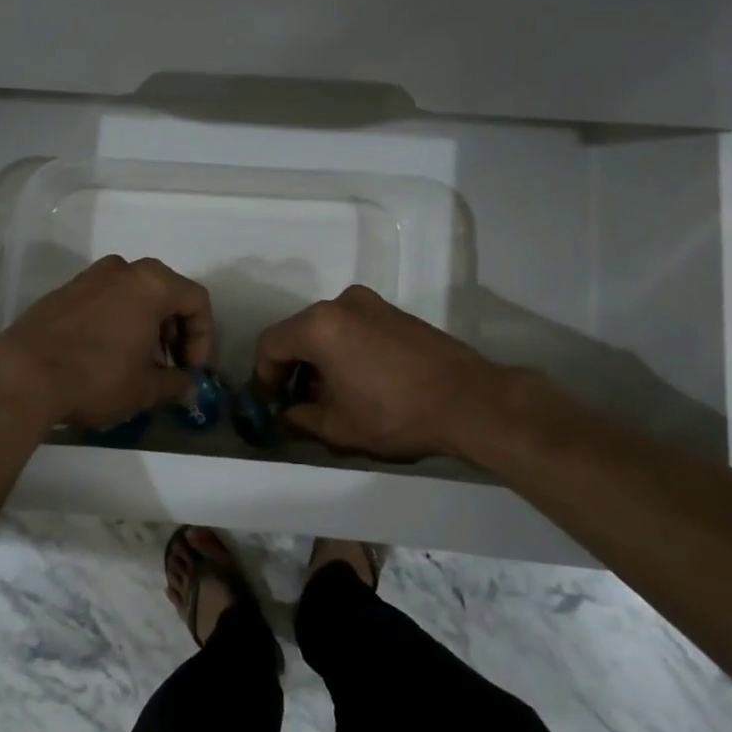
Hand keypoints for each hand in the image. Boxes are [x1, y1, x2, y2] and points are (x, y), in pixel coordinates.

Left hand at [0, 255, 214, 429]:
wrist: (22, 375)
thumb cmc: (97, 376)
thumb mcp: (145, 388)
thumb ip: (176, 384)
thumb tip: (189, 388)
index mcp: (152, 283)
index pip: (197, 301)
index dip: (204, 338)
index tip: (193, 370)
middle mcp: (123, 270)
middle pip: (166, 294)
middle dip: (176, 332)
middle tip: (171, 367)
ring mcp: (89, 277)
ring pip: (133, 297)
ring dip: (147, 327)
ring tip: (140, 365)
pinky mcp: (63, 292)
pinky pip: (105, 302)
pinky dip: (117, 323)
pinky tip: (108, 357)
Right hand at [252, 285, 498, 460]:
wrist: (468, 400)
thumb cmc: (394, 413)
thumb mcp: (338, 427)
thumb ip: (301, 419)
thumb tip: (287, 415)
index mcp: (319, 325)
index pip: (271, 344)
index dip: (263, 375)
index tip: (268, 403)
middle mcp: (341, 303)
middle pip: (298, 332)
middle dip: (291, 367)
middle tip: (295, 402)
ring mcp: (372, 304)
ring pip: (327, 329)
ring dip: (318, 359)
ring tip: (329, 395)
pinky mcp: (396, 313)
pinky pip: (353, 327)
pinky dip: (344, 349)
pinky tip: (358, 381)